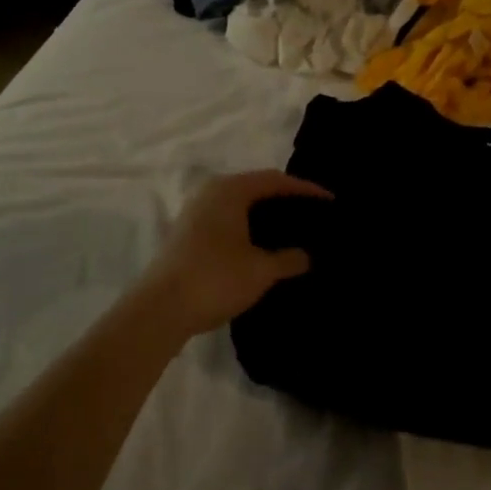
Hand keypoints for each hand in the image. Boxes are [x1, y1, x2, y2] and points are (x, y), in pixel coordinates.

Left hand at [137, 170, 330, 338]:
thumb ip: (289, 259)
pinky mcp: (188, 233)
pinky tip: (263, 246)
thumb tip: (306, 255)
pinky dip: (250, 226)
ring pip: (240, 204)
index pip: (276, 180)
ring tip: (292, 230)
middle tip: (313, 214)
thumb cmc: (215, 279)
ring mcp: (195, 212)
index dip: (305, 189)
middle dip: (285, 200)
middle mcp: (211, 192)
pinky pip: (228, 219)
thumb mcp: (261, 270)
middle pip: (256, 187)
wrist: (160, 309)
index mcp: (230, 190)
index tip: (330, 201)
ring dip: (266, 215)